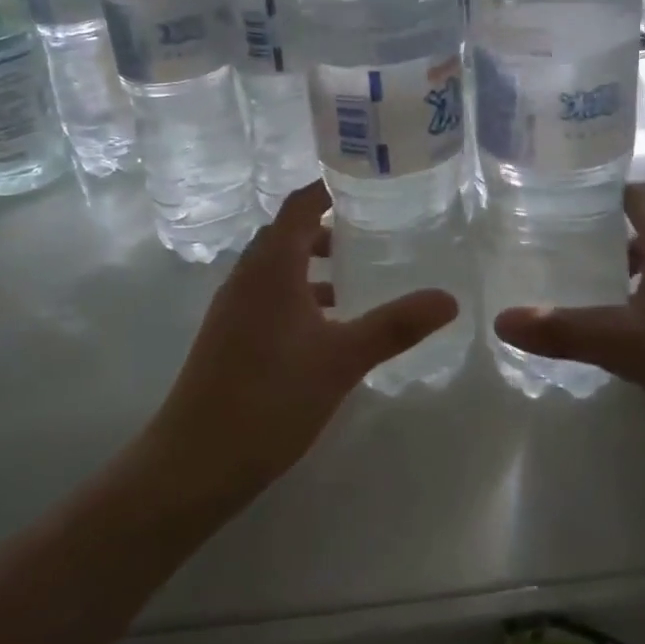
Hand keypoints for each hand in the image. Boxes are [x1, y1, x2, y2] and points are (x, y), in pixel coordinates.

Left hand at [144, 181, 458, 503]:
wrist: (195, 461)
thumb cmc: (271, 397)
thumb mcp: (342, 359)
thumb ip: (395, 325)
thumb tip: (449, 299)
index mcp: (271, 267)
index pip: (299, 206)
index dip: (328, 188)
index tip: (365, 182)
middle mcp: (247, 276)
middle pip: (286, 234)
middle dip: (325, 228)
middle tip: (370, 230)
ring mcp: (232, 307)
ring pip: (275, 268)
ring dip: (311, 264)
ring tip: (354, 278)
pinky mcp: (227, 336)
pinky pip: (267, 296)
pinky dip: (297, 295)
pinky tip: (324, 328)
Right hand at [493, 183, 644, 454]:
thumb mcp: (630, 346)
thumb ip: (565, 330)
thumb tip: (501, 319)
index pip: (637, 195)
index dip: (600, 194)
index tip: (560, 206)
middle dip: (607, 244)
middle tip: (560, 261)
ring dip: (634, 281)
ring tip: (592, 303)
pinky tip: (641, 344)